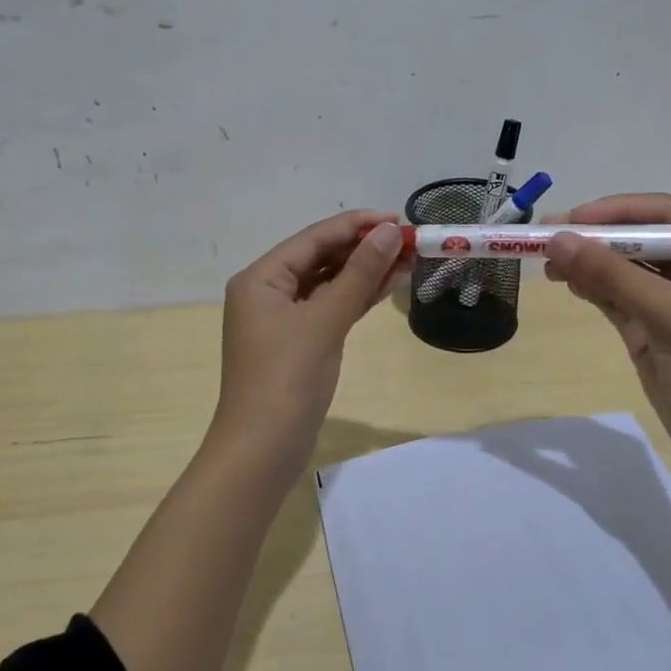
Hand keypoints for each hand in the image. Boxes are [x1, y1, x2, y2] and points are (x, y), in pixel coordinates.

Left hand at [211, 210, 408, 466]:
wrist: (262, 451)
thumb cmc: (287, 379)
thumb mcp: (325, 321)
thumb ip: (358, 274)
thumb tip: (389, 232)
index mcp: (261, 278)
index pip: (314, 238)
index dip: (357, 225)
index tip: (398, 219)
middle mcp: (267, 291)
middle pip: (321, 257)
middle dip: (364, 248)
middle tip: (409, 242)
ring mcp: (282, 319)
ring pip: (328, 284)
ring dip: (365, 272)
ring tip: (408, 259)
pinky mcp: (298, 342)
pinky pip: (330, 308)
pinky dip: (356, 298)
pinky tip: (388, 285)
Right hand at [542, 194, 670, 467]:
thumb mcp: (664, 312)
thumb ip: (610, 273)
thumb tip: (556, 239)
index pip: (663, 212)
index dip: (618, 209)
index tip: (574, 218)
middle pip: (639, 238)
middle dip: (595, 236)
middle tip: (548, 236)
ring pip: (623, 268)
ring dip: (588, 262)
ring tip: (548, 263)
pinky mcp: (651, 328)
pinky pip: (616, 296)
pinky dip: (591, 287)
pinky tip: (565, 282)